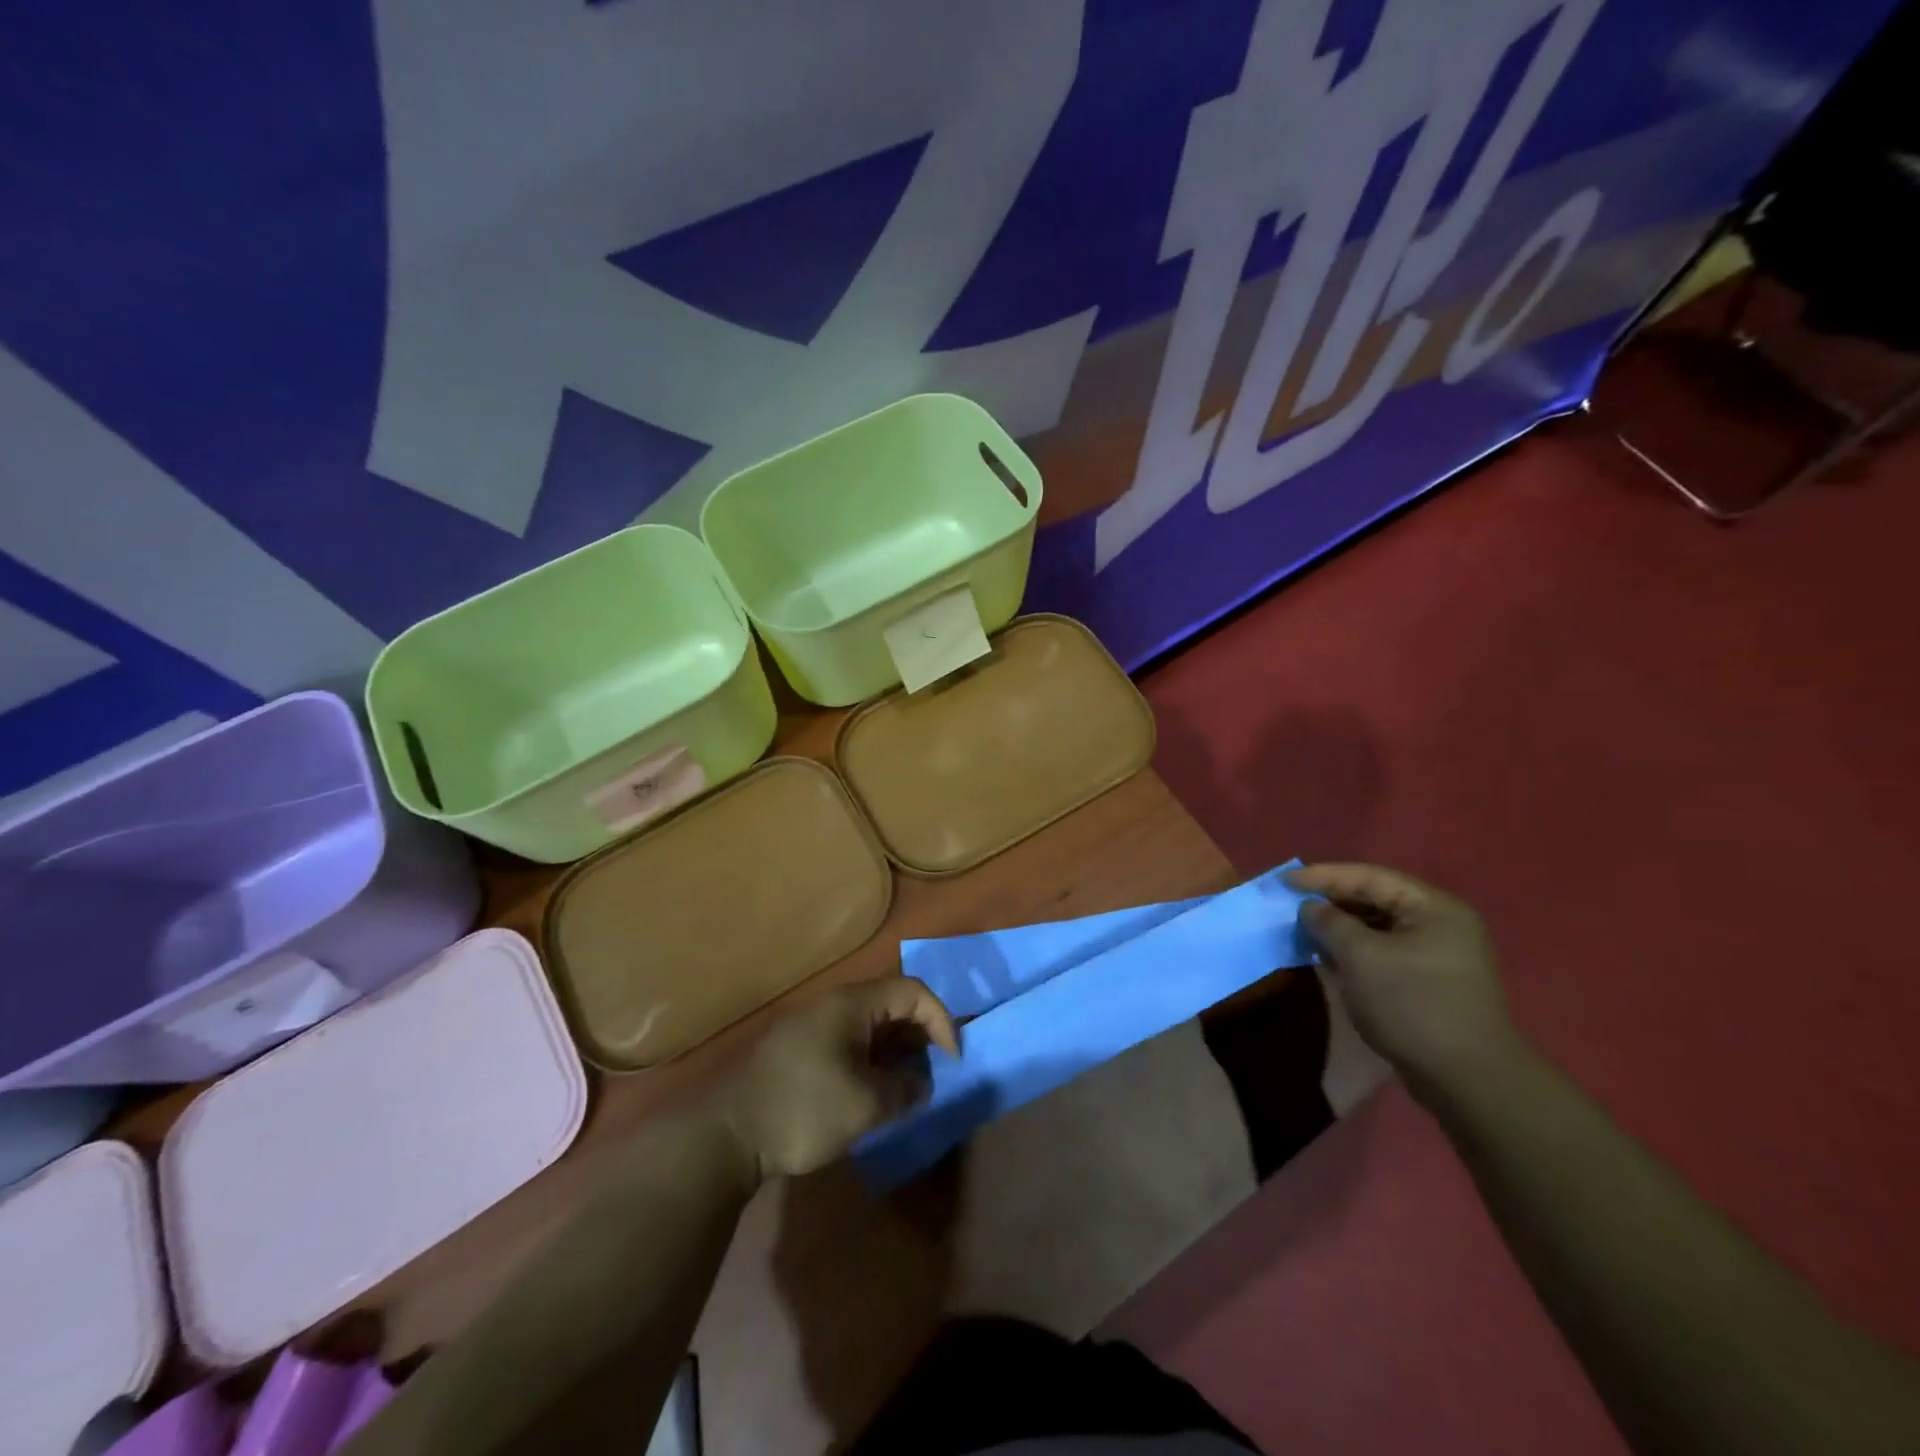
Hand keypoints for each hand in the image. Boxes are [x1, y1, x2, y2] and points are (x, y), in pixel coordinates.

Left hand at [719, 978, 959, 1179]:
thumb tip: (920, 1082)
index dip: (941, 1020)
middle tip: (931, 1075)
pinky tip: (870, 1093)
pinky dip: (870, 1060)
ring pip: (869, 1025)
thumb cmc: (804, 1110)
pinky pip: (848, 1041)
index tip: (951, 1060)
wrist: (728, 1134)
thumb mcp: (866, 1105)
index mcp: (851, 1003)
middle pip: (891, 1003)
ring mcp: (812, 1025)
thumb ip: (904, 1089)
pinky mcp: (798, 1049)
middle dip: (919, 1036)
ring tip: (904, 1089)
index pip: (913, 991)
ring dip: (894, 1051)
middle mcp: (833, 1004)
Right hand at [1285, 862, 1518, 1100]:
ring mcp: (1439, 955)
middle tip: (1291, 905)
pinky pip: (1385, 953)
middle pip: (1375, 899)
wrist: (1468, 1081)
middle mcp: (1441, 924)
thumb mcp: (1361, 957)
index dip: (1323, 876)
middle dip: (1331, 902)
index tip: (1284, 881)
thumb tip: (1310, 908)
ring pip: (1378, 928)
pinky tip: (1329, 958)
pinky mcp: (1431, 983)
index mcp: (1433, 908)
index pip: (1369, 877)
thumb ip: (1330, 923)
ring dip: (1340, 929)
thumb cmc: (1413, 1005)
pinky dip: (1355, 952)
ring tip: (1304, 931)